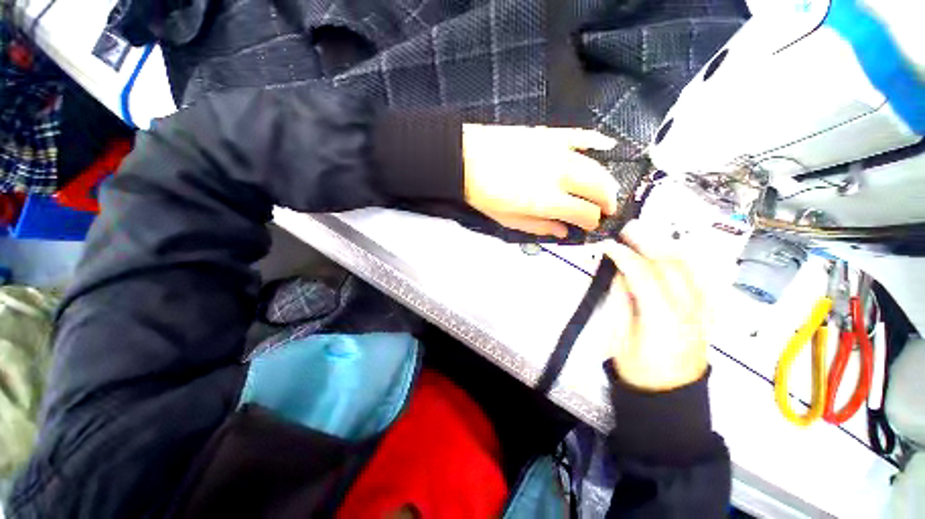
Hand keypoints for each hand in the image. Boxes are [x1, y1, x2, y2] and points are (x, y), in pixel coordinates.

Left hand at [462, 124, 618, 237]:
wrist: (467, 159)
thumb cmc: (484, 195)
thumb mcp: (508, 220)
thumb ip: (539, 227)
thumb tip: (563, 232)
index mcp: (547, 201)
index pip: (584, 213)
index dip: (592, 222)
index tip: (591, 225)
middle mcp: (559, 176)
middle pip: (598, 188)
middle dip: (608, 202)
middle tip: (607, 209)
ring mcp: (557, 151)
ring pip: (596, 165)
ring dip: (606, 180)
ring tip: (606, 190)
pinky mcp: (551, 134)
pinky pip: (581, 136)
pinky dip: (598, 142)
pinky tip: (607, 147)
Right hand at [599, 220, 709, 391]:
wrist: (670, 396)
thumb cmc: (638, 371)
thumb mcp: (619, 338)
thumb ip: (621, 302)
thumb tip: (619, 274)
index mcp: (663, 319)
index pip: (645, 275)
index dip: (625, 256)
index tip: (608, 245)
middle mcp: (690, 311)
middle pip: (673, 266)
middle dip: (649, 244)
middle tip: (628, 230)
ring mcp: (703, 312)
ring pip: (691, 269)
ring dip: (668, 247)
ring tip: (647, 237)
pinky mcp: (706, 314)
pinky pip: (701, 279)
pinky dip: (686, 262)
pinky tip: (673, 253)